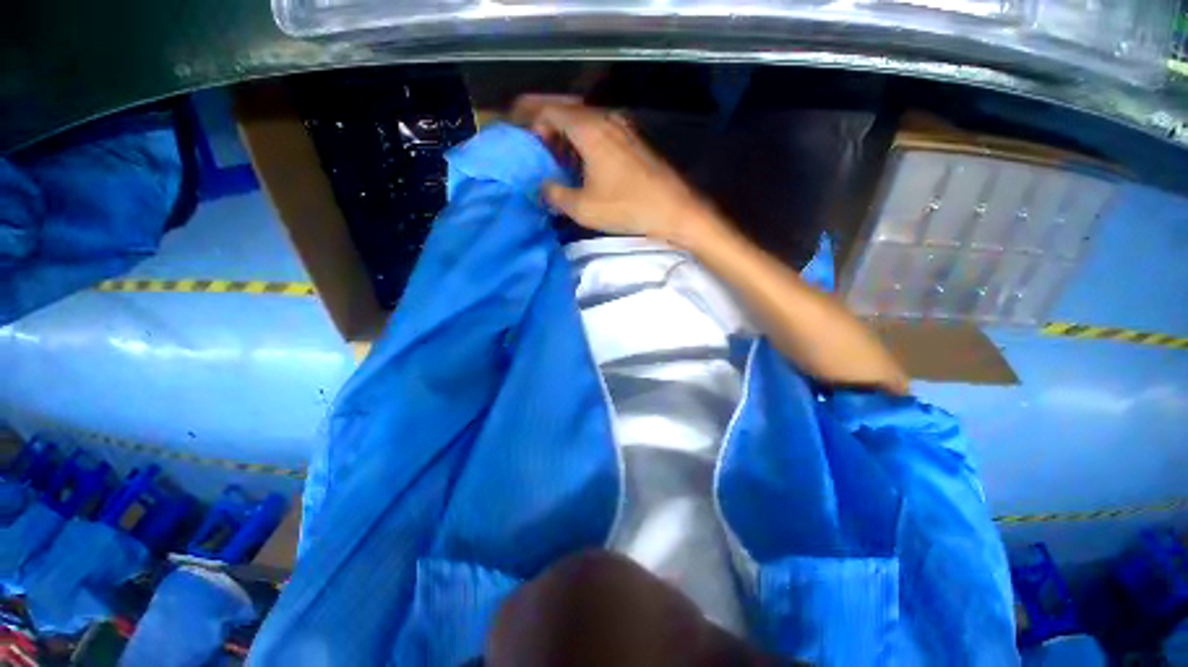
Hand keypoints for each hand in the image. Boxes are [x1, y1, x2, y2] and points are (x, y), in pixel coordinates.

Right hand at [512, 96, 718, 247]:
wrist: (672, 209)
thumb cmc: (626, 207)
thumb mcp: (582, 207)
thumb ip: (555, 194)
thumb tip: (542, 188)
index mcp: (589, 129)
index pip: (550, 110)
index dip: (533, 123)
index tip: (527, 145)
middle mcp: (605, 119)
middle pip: (567, 112)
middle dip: (549, 129)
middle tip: (540, 154)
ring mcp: (623, 129)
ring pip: (585, 123)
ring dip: (568, 138)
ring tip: (559, 163)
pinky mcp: (633, 142)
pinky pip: (601, 133)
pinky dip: (585, 144)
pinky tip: (585, 167)